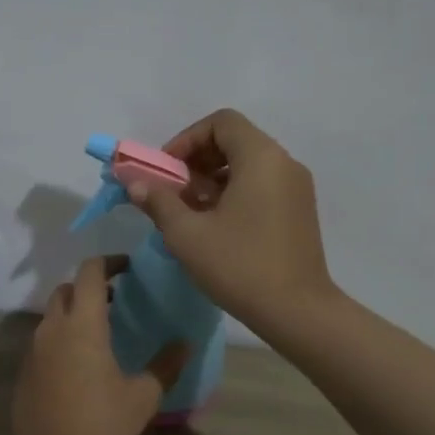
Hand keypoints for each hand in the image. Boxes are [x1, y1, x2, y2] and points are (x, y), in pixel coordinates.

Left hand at [11, 257, 188, 434]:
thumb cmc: (100, 424)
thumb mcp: (142, 396)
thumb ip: (165, 365)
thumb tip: (185, 344)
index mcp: (83, 324)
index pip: (90, 272)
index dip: (109, 262)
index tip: (128, 268)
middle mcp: (54, 327)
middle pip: (67, 289)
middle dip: (90, 287)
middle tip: (116, 302)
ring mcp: (34, 348)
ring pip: (53, 314)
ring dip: (74, 312)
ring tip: (101, 333)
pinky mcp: (25, 369)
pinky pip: (44, 339)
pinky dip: (62, 337)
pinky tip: (79, 363)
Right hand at [129, 108, 335, 333]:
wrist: (297, 312)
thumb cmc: (240, 265)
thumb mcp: (187, 234)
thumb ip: (158, 201)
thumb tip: (135, 183)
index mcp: (261, 158)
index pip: (221, 122)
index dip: (187, 139)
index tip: (166, 170)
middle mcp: (284, 163)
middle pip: (234, 141)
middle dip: (196, 160)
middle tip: (172, 190)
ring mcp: (296, 188)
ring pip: (247, 165)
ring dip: (212, 178)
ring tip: (189, 211)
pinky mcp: (299, 211)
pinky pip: (261, 185)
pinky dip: (234, 192)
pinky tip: (215, 225)